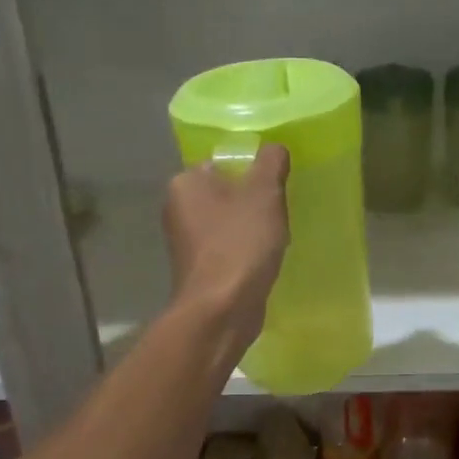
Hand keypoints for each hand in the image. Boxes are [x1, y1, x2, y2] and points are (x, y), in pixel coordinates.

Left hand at [164, 145, 290, 353]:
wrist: (223, 309)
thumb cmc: (240, 243)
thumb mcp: (264, 193)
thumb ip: (271, 163)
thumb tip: (274, 149)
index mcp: (185, 182)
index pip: (223, 163)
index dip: (253, 170)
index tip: (277, 185)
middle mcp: (178, 209)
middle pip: (227, 193)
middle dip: (254, 201)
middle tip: (281, 209)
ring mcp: (186, 242)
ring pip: (229, 222)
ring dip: (252, 227)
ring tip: (276, 236)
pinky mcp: (200, 269)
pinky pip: (229, 248)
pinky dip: (247, 251)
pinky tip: (265, 259)